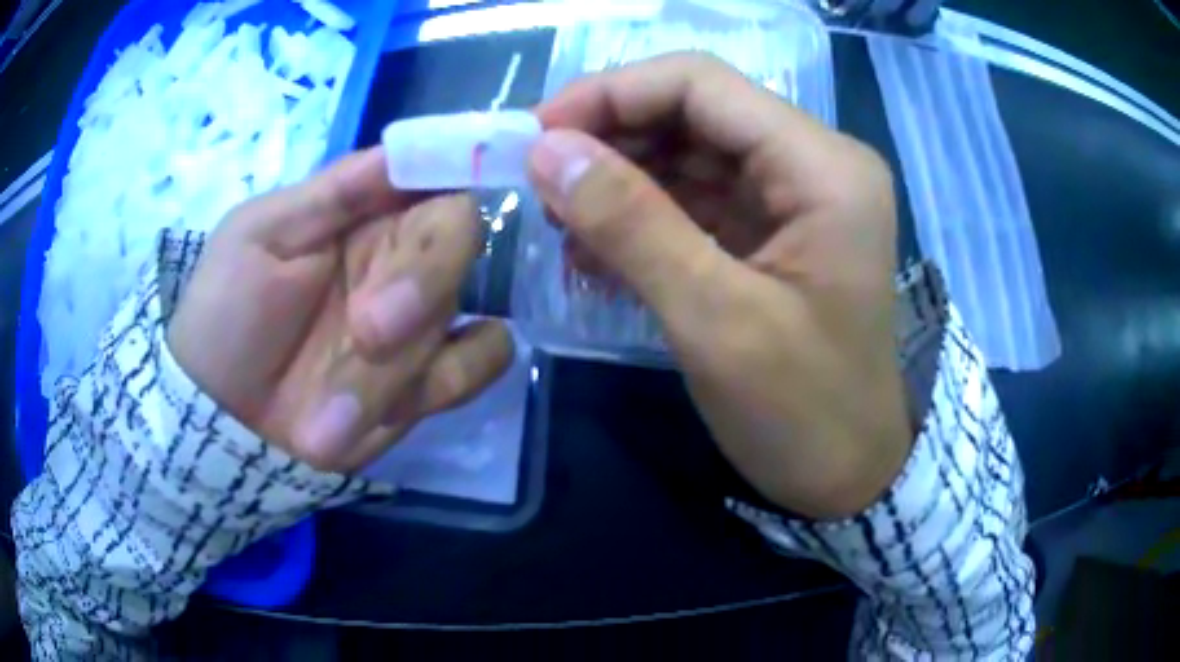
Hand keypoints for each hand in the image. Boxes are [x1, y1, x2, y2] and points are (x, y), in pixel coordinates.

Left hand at [168, 147, 513, 472]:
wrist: (225, 420)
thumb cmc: (226, 316)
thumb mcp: (257, 236)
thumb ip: (331, 192)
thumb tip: (403, 147)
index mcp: (364, 215)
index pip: (432, 177)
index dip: (455, 175)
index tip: (443, 199)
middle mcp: (402, 260)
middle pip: (460, 242)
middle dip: (417, 285)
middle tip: (367, 334)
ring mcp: (420, 323)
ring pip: (459, 315)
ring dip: (397, 366)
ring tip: (327, 417)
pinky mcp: (429, 381)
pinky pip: (480, 364)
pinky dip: (451, 382)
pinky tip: (391, 411)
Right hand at [529, 54, 909, 518]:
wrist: (849, 475)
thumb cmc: (803, 414)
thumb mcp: (715, 321)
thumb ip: (630, 223)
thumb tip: (547, 151)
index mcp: (823, 167)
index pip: (702, 84)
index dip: (611, 93)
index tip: (536, 135)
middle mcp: (816, 163)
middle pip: (695, 111)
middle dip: (611, 137)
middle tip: (540, 182)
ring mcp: (797, 196)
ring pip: (690, 152)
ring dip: (621, 179)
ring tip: (562, 225)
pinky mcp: (776, 230)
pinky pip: (699, 197)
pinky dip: (644, 216)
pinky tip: (598, 252)